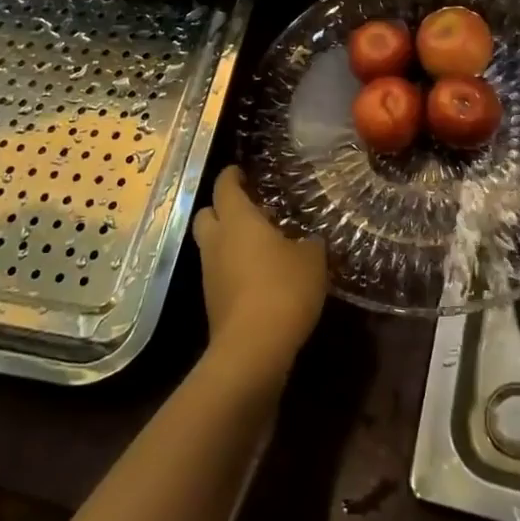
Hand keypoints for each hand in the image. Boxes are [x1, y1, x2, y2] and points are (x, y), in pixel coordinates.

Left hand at [192, 167, 327, 384]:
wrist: (253, 349)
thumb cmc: (283, 289)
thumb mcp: (312, 260)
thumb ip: (309, 243)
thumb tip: (308, 240)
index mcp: (237, 220)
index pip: (225, 186)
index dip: (232, 175)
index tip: (241, 170)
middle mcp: (216, 242)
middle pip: (207, 214)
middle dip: (222, 208)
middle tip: (249, 209)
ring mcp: (210, 273)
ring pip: (212, 246)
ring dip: (229, 241)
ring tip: (261, 244)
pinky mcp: (213, 302)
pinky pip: (220, 273)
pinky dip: (234, 268)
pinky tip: (260, 276)